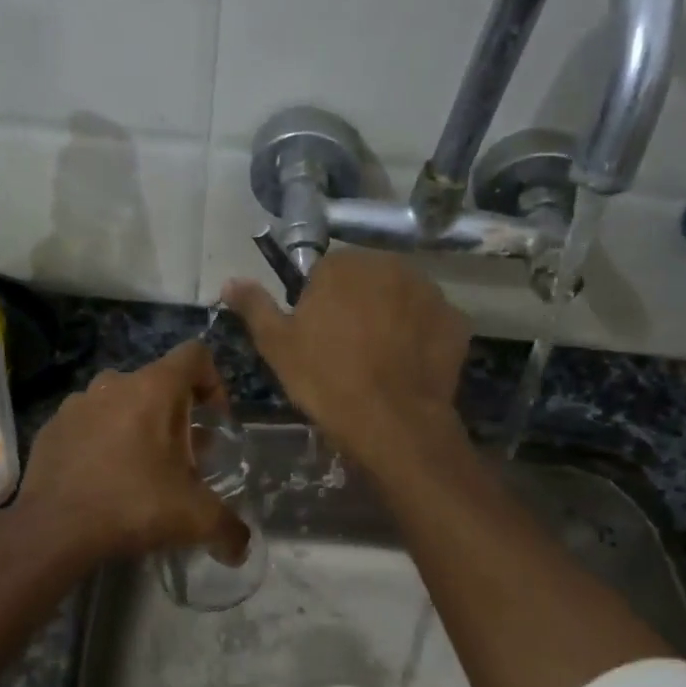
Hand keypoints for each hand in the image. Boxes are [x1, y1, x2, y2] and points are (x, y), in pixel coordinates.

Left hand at [13, 341, 249, 565]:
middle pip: (158, 383)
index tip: (214, 421)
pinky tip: (103, 479)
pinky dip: (101, 441)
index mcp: (154, 388)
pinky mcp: (51, 427)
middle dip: (175, 414)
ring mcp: (77, 402)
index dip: (213, 382)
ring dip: (137, 425)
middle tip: (182, 457)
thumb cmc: (133, 505)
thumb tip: (242, 547)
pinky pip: (87, 423)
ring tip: (141, 468)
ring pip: (120, 402)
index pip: (195, 355)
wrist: (54, 529)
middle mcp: (114, 383)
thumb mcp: (194, 517)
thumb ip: (228, 528)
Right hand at [223, 251, 470, 462]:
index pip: (325, 273)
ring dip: (391, 319)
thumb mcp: (277, 345)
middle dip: (357, 307)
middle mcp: (391, 265)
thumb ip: (254, 306)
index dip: (318, 306)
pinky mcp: (456, 322)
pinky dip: (420, 338)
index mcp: (344, 265)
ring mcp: (430, 292)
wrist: (391, 422)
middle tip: (347, 351)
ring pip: (401, 299)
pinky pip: (430, 323)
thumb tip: (229, 281)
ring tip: (380, 362)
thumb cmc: (326, 379)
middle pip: (366, 281)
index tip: (317, 339)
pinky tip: (407, 368)